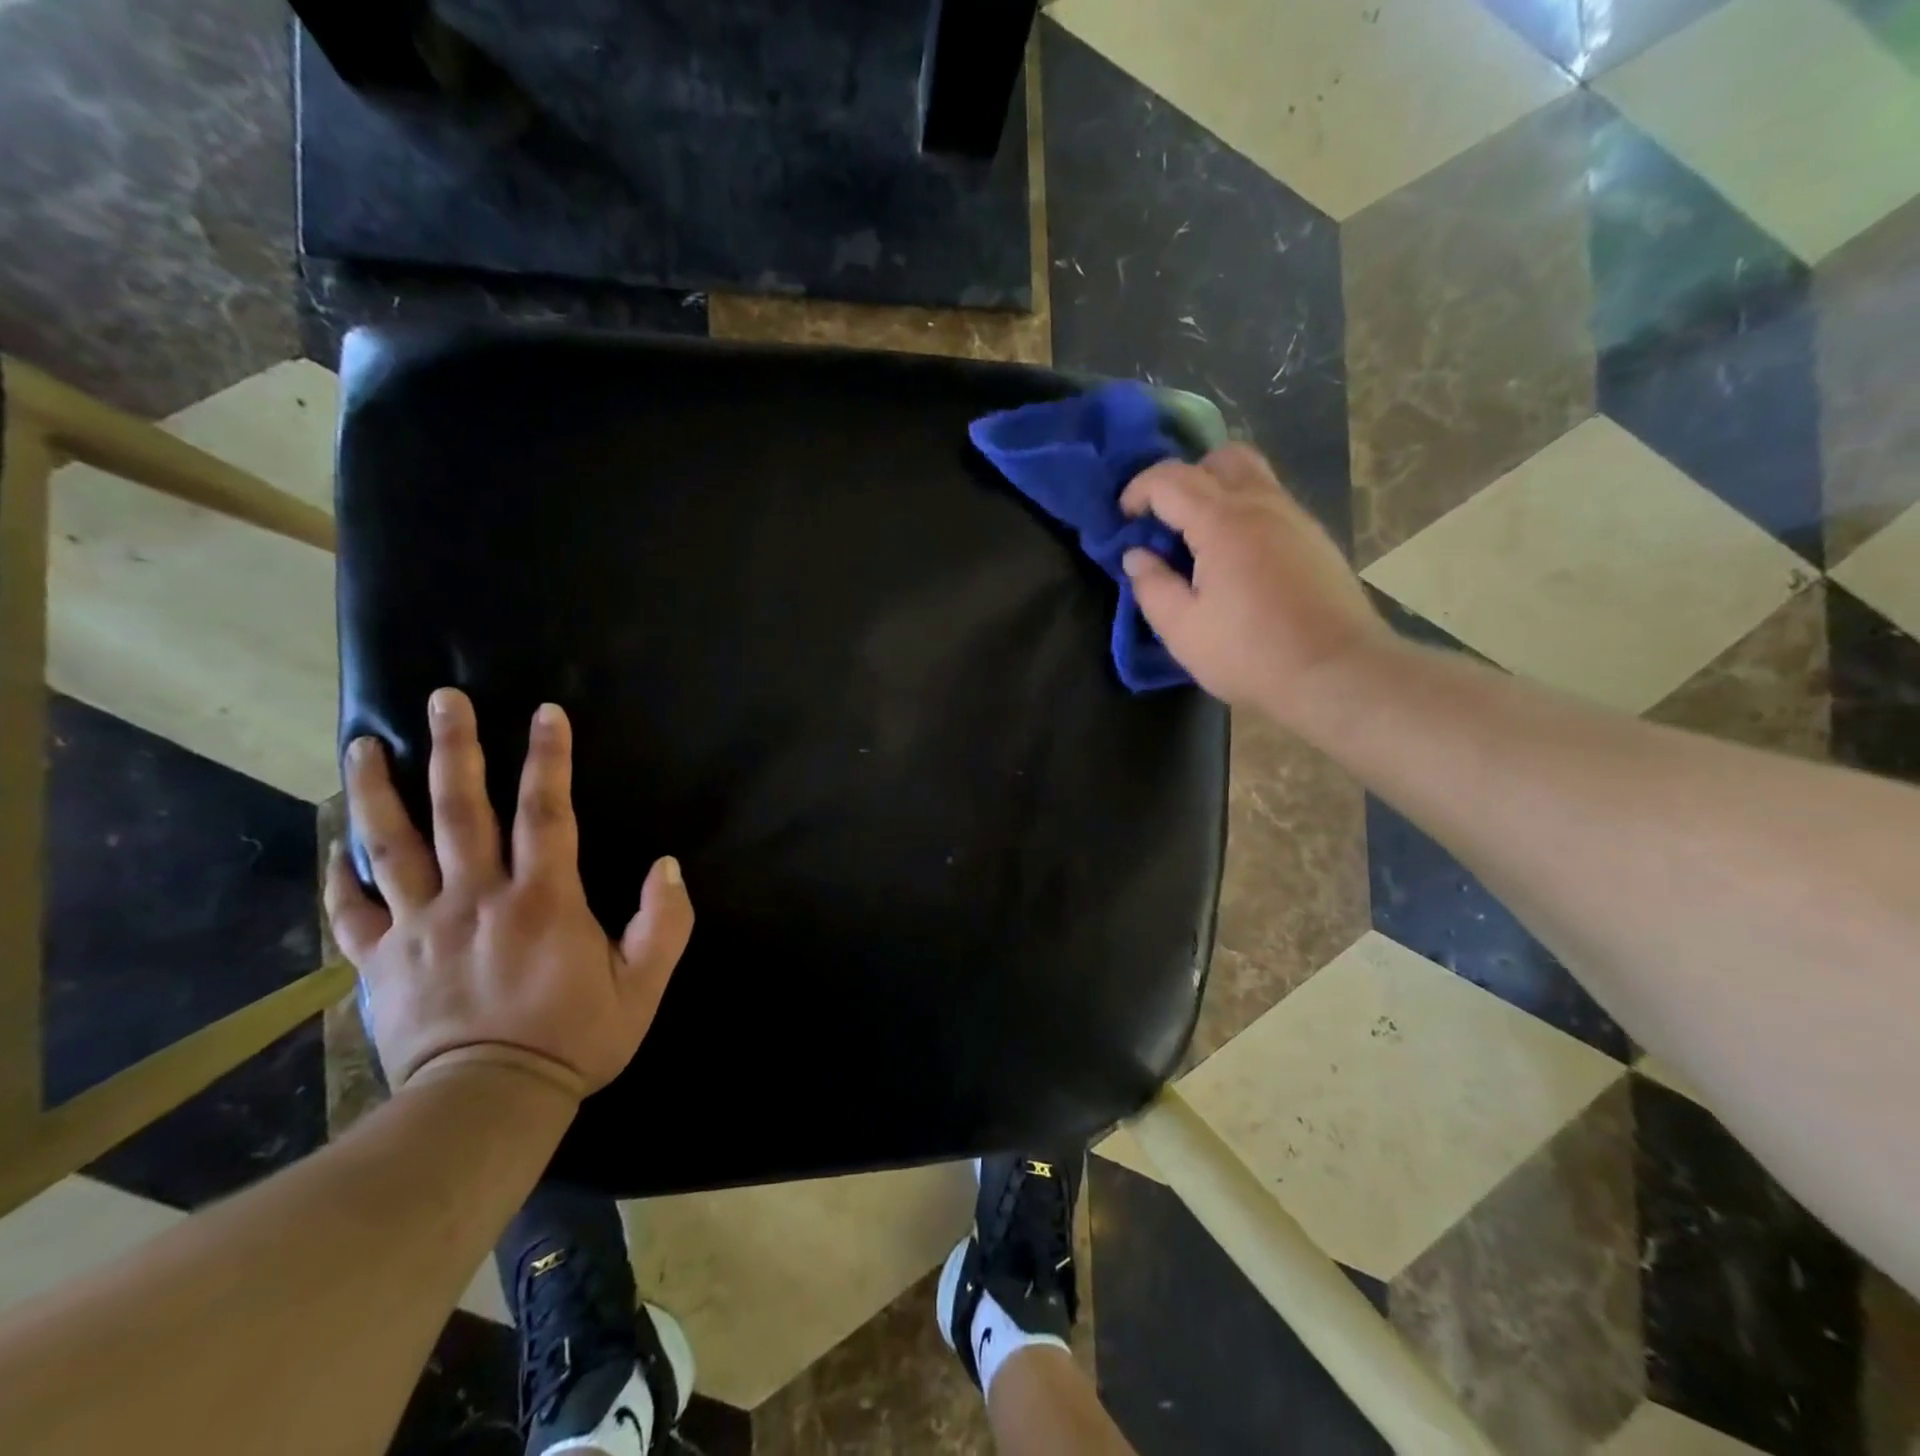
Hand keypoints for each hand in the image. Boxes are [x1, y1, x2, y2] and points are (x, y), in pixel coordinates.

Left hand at [324, 688, 693, 1099]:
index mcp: (543, 901)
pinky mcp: (380, 963)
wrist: (486, 1106)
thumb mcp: (643, 986)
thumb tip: (668, 867)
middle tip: (442, 700)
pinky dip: (340, 875)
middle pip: (461, 811)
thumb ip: (665, 923)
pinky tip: (335, 846)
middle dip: (454, 749)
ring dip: (378, 792)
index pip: (548, 812)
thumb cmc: (574, 1039)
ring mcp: (420, 928)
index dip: (549, 759)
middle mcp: (477, 898)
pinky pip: (351, 912)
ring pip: (392, 847)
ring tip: (363, 746)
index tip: (545, 712)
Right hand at [1120, 444, 1391, 722]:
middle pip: (1220, 458)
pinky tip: (1235, 556)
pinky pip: (1272, 502)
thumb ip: (1152, 586)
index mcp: (1222, 522)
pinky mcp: (1315, 538)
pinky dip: (1244, 510)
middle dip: (1183, 478)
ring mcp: (1295, 518)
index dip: (1138, 490)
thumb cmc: (1250, 654)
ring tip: (1198, 535)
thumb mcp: (1182, 630)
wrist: (1337, 673)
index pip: (1170, 480)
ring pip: (1253, 475)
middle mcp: (1262, 505)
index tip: (1123, 519)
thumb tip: (1136, 555)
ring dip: (1217, 489)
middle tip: (1165, 519)